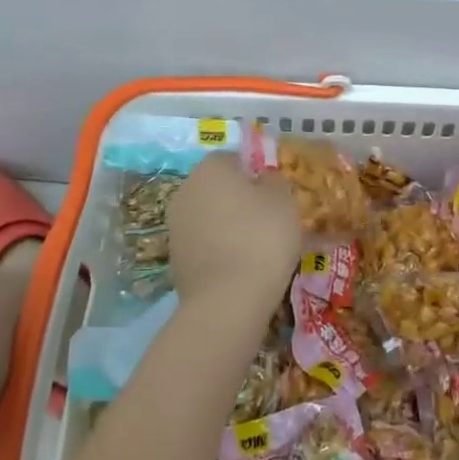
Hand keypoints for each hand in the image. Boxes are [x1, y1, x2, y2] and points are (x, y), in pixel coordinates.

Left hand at [167, 153, 301, 306]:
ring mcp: (176, 226)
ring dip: (229, 226)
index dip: (256, 174)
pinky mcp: (175, 259)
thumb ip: (274, 182)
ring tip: (259, 249)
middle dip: (241, 200)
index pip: (234, 159)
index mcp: (210, 168)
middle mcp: (185, 190)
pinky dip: (221, 251)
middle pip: (218, 188)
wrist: (227, 300)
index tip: (275, 195)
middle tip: (270, 221)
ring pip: (211, 217)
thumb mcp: (283, 200)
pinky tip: (242, 268)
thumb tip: (263, 180)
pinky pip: (205, 245)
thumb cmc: (261, 237)